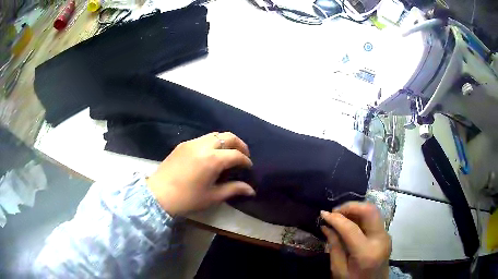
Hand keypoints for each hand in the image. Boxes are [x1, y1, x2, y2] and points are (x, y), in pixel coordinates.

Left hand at [147, 132, 255, 215]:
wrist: (158, 195)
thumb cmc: (187, 199)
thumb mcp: (212, 197)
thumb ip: (233, 189)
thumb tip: (251, 190)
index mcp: (212, 159)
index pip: (236, 154)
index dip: (245, 160)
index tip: (249, 167)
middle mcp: (203, 146)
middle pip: (228, 137)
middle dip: (240, 144)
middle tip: (243, 155)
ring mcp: (192, 143)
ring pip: (215, 134)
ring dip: (226, 142)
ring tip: (229, 154)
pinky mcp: (183, 144)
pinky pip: (203, 138)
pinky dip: (213, 142)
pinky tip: (212, 155)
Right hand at [320, 202, 390, 278]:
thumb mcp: (339, 269)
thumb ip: (334, 247)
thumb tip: (326, 226)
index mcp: (366, 253)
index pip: (351, 228)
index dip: (336, 218)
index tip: (323, 214)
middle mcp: (380, 239)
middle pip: (369, 211)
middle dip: (351, 206)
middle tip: (335, 212)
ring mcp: (385, 235)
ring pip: (373, 211)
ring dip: (356, 209)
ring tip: (340, 215)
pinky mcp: (385, 234)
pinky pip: (373, 218)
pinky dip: (361, 215)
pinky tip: (350, 221)